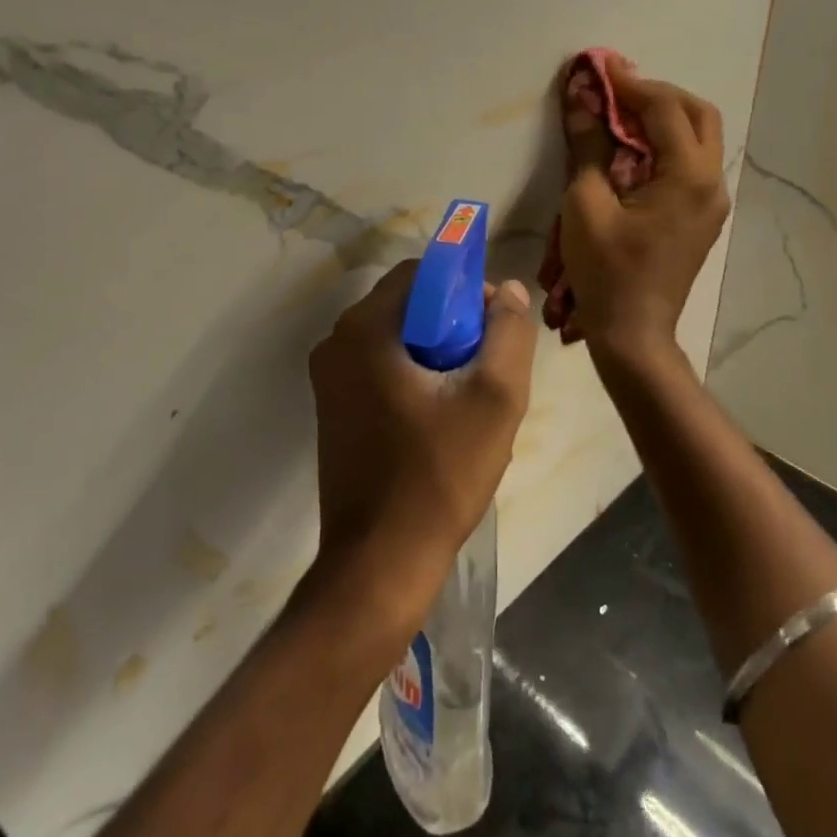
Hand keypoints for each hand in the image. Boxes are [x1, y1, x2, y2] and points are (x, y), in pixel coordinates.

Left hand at [307, 262, 536, 622]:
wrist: (380, 562)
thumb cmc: (440, 475)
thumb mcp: (495, 399)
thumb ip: (509, 332)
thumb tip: (509, 290)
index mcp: (364, 329)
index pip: (421, 274)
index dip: (465, 289)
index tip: (494, 328)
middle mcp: (336, 343)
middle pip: (407, 305)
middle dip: (453, 325)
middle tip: (488, 367)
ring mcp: (328, 379)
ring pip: (396, 339)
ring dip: (436, 353)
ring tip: (469, 398)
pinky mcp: (332, 410)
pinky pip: (380, 369)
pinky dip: (413, 376)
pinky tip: (441, 418)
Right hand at [560, 64, 728, 360]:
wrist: (633, 333)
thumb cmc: (606, 271)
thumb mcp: (586, 204)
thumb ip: (588, 146)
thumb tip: (581, 98)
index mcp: (688, 177)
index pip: (665, 110)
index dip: (631, 85)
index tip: (600, 67)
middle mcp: (712, 183)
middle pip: (698, 116)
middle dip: (658, 95)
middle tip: (618, 92)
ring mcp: (713, 203)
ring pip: (700, 139)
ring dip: (665, 119)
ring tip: (622, 116)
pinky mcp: (703, 218)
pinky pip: (692, 165)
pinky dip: (666, 146)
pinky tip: (633, 152)